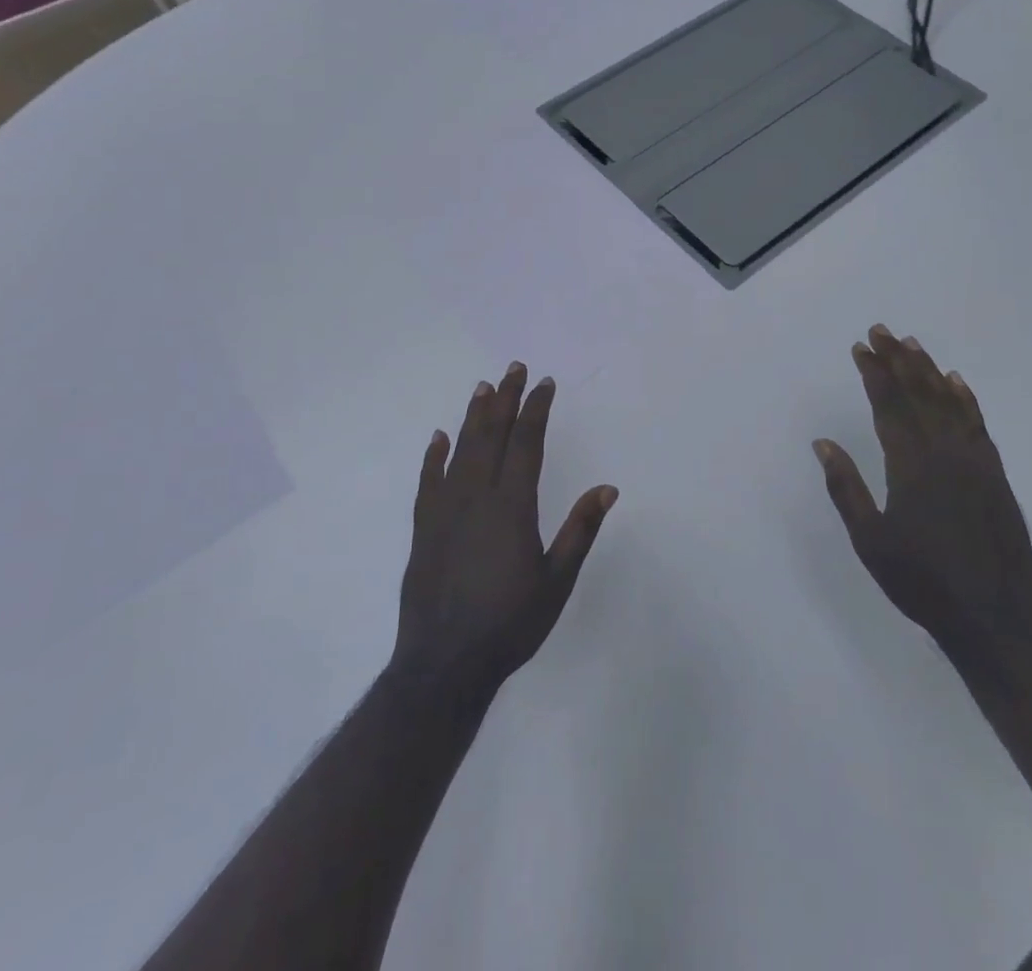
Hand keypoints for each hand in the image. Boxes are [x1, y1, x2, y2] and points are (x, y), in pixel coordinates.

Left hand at [391, 363, 617, 701]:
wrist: (444, 663)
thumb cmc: (510, 623)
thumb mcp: (557, 582)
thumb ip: (580, 531)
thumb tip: (607, 488)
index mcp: (512, 506)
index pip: (526, 443)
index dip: (536, 409)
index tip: (544, 383)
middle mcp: (477, 496)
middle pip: (492, 435)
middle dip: (505, 399)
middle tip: (514, 368)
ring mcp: (445, 510)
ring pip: (460, 449)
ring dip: (473, 416)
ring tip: (483, 388)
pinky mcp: (424, 528)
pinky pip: (429, 480)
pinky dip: (434, 455)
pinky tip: (438, 437)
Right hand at [815, 325, 1031, 662]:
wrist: (995, 618)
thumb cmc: (922, 582)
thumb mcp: (870, 541)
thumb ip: (846, 489)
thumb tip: (823, 443)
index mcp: (911, 465)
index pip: (888, 405)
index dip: (873, 373)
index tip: (860, 348)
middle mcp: (944, 453)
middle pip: (918, 394)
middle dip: (896, 361)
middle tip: (881, 331)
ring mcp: (975, 461)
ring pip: (949, 403)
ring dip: (928, 370)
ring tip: (912, 345)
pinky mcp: (995, 475)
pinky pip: (978, 425)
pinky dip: (966, 400)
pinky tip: (957, 383)